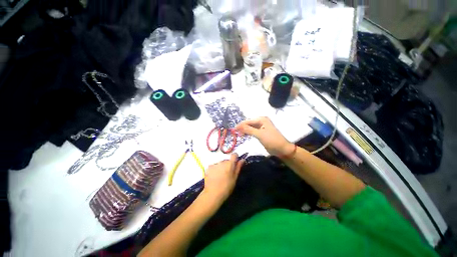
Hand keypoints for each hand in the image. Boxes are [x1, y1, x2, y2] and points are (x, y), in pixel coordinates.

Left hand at [203, 154, 244, 201]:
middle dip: (227, 165)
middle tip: (227, 174)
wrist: (213, 194)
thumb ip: (238, 167)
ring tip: (220, 176)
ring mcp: (215, 164)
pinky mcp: (209, 167)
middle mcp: (222, 161)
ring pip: (220, 163)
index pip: (234, 155)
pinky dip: (215, 169)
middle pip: (226, 160)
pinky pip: (214, 166)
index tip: (235, 163)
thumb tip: (242, 159)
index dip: (235, 157)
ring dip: (221, 167)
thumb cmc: (226, 187)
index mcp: (230, 164)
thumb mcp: (235, 178)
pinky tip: (214, 176)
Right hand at [236, 117, 294, 155]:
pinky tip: (245, 135)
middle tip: (236, 133)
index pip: (248, 121)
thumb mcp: (259, 134)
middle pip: (249, 123)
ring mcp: (262, 127)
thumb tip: (238, 126)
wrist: (282, 149)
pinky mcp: (261, 132)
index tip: (234, 130)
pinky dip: (248, 133)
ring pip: (250, 127)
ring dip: (245, 131)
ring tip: (239, 135)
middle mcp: (261, 121)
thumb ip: (248, 130)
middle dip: (242, 128)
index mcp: (262, 120)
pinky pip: (253, 131)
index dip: (241, 125)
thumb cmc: (271, 140)